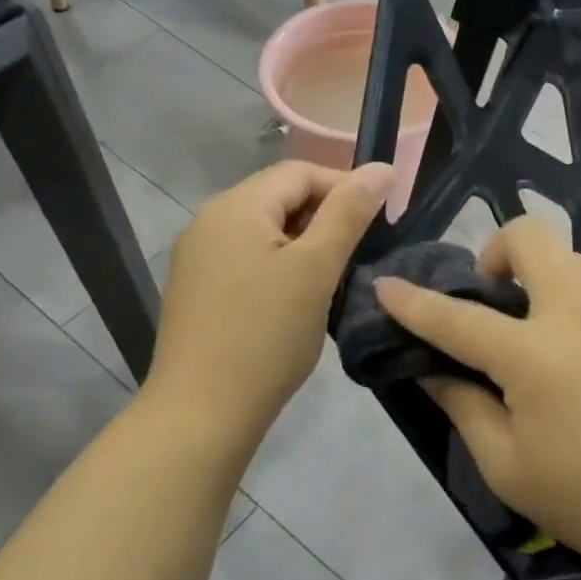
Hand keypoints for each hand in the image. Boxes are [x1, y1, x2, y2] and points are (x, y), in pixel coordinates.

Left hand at [147, 161, 392, 447]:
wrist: (203, 412)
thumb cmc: (266, 335)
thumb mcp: (316, 269)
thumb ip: (349, 214)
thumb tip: (382, 168)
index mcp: (236, 206)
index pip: (300, 172)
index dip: (345, 187)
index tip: (381, 221)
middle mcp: (209, 221)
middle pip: (280, 198)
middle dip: (326, 217)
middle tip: (362, 254)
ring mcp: (198, 257)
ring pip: (266, 231)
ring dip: (306, 244)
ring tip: (336, 277)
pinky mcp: (199, 289)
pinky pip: (249, 259)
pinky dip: (281, 266)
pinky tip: (298, 298)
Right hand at [374, 218, 580, 572]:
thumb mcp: (508, 467)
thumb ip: (464, 408)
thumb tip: (434, 370)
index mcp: (535, 355)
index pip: (458, 317)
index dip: (414, 302)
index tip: (387, 285)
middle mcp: (580, 313)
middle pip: (531, 237)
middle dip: (496, 253)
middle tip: (493, 301)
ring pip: (572, 260)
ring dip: (542, 280)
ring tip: (541, 334)